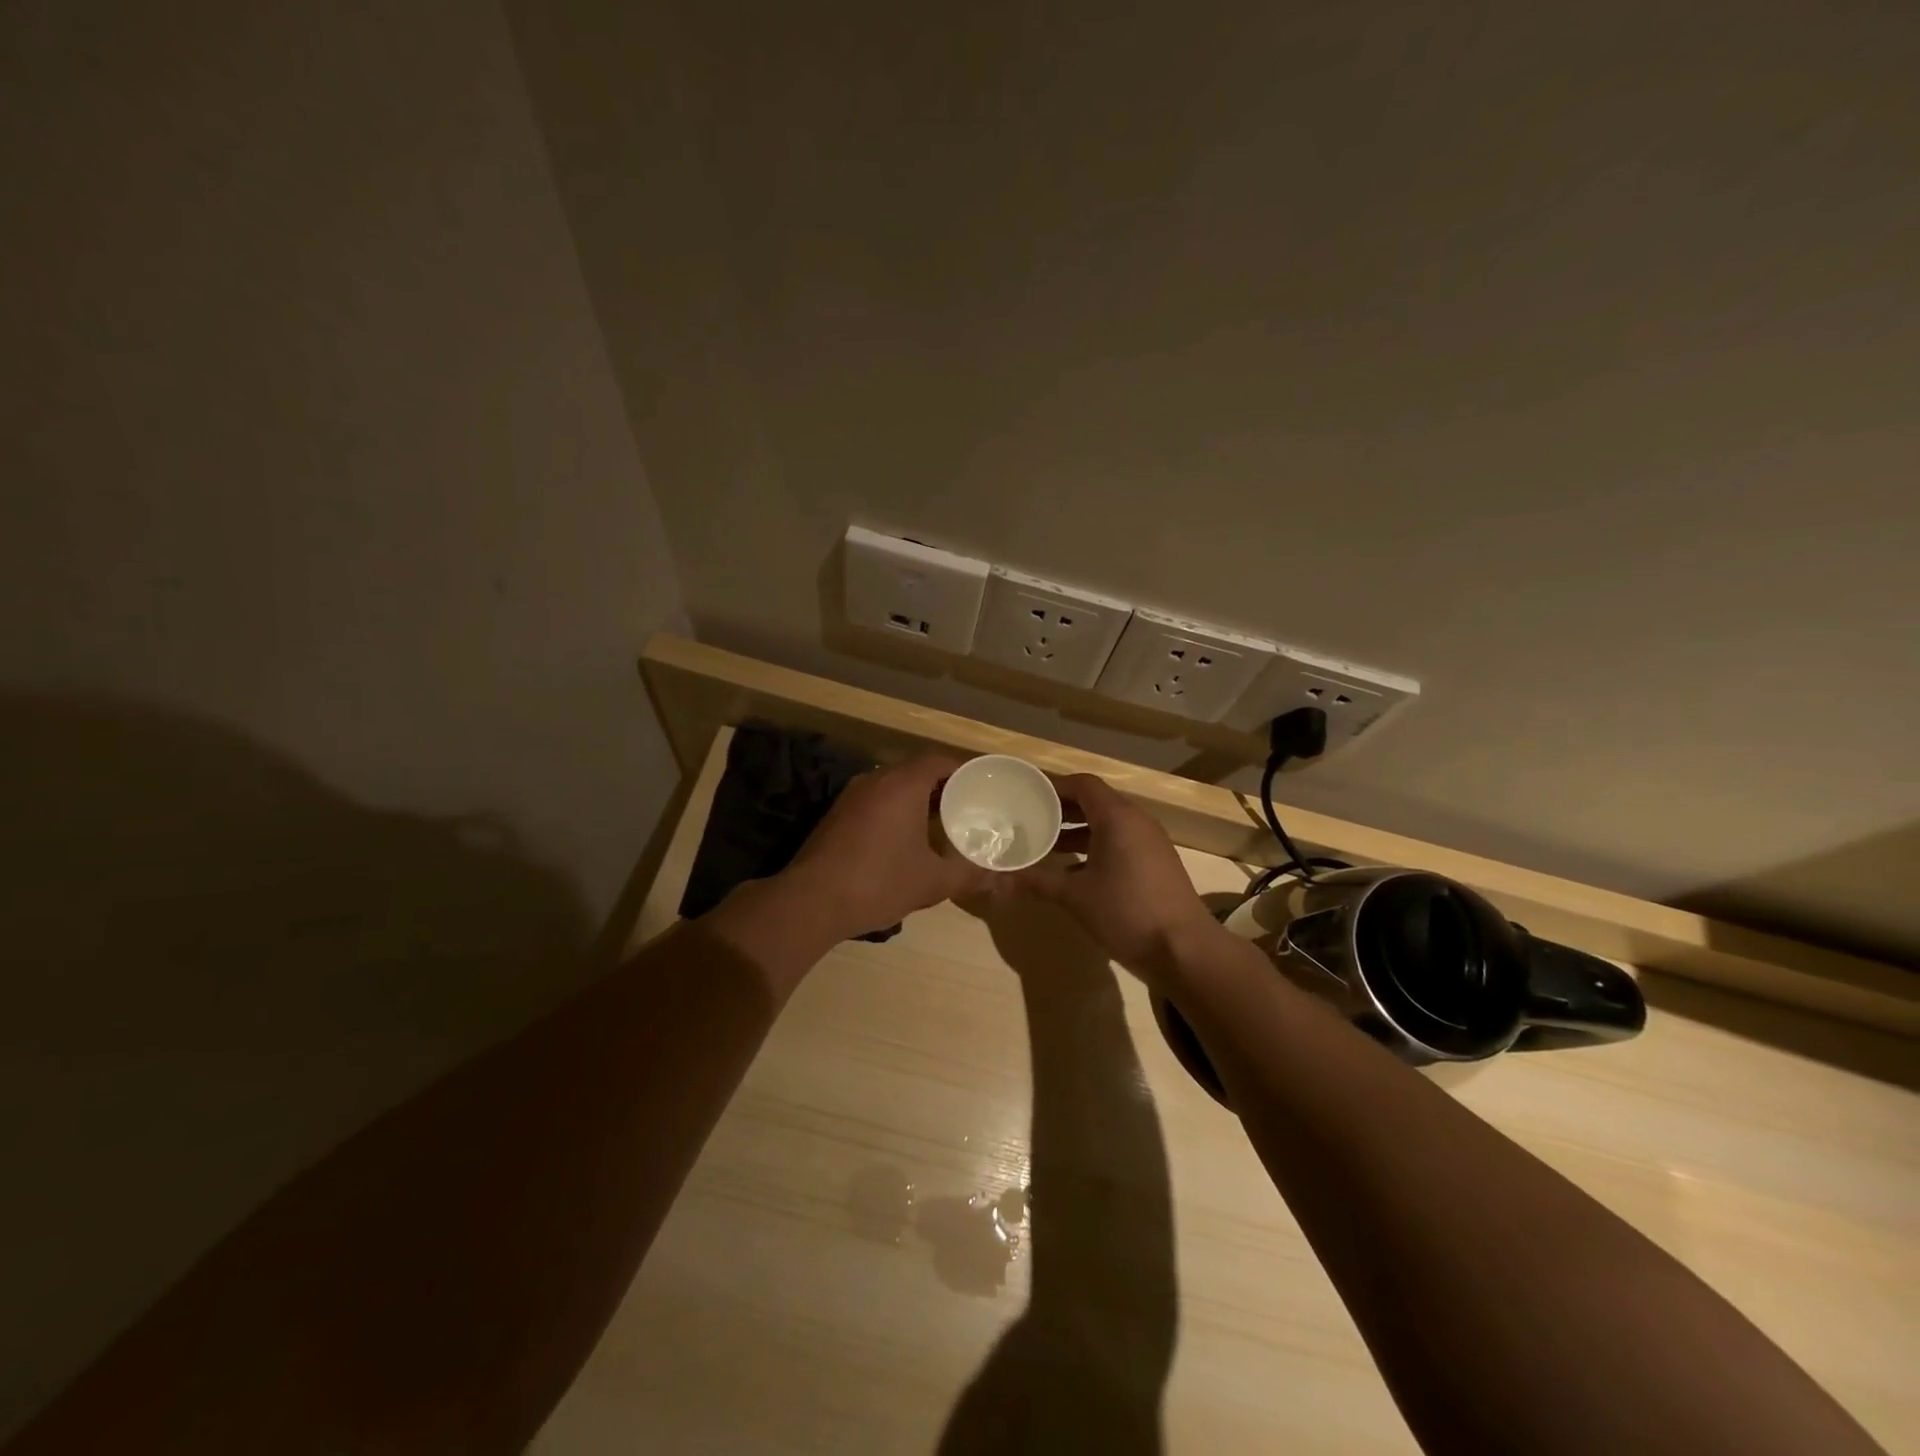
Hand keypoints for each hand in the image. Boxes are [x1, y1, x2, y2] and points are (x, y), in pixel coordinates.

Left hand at [779, 752, 995, 941]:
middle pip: (915, 769)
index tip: (980, 786)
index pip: (938, 759)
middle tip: (965, 806)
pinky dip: (894, 809)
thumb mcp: (932, 882)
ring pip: (893, 784)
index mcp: (902, 784)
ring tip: (939, 822)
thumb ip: (968, 874)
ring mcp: (852, 795)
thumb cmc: (879, 882)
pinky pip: (875, 799)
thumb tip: (997, 878)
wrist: (812, 901)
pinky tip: (904, 838)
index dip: (962, 770)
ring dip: (916, 797)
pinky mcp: (837, 813)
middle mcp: (875, 780)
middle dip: (942, 785)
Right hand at [1010, 773, 1225, 981]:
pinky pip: (1120, 842)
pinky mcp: (1156, 863)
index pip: (1083, 784)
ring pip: (1108, 824)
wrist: (1185, 949)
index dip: (1054, 786)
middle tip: (1029, 817)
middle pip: (1095, 801)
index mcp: (1117, 817)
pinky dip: (1095, 847)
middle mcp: (1136, 821)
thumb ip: (1036, 883)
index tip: (1027, 794)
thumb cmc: (1127, 912)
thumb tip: (996, 880)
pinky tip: (1074, 871)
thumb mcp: (1076, 897)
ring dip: (1078, 830)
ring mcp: (1150, 843)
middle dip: (1062, 809)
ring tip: (1045, 844)